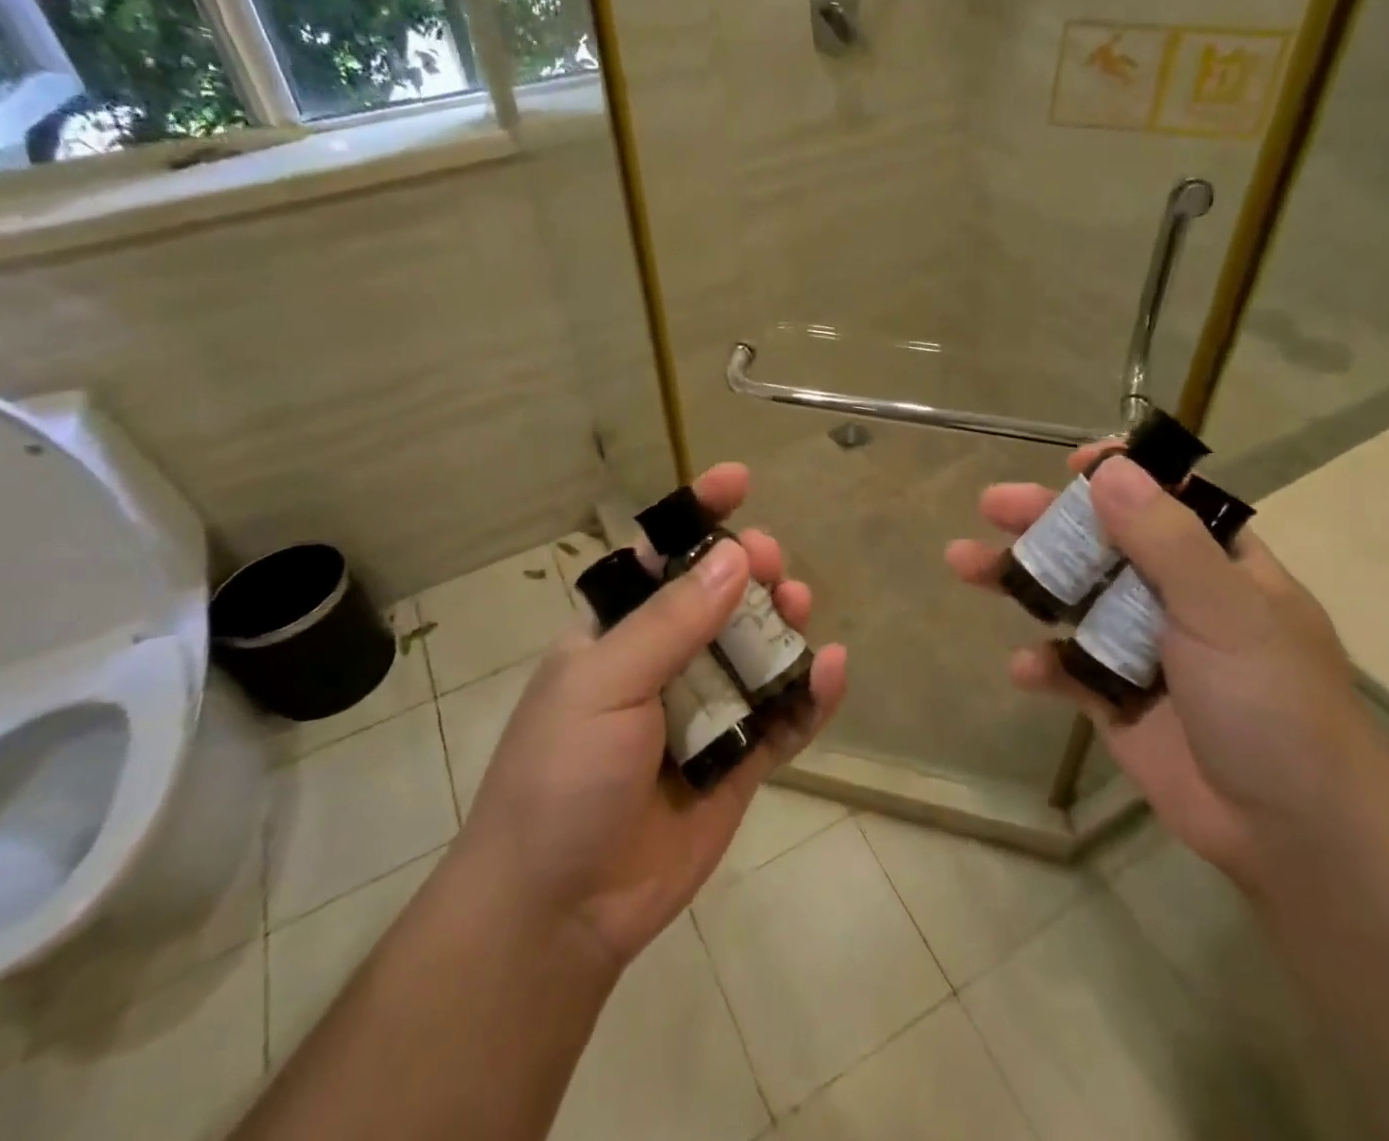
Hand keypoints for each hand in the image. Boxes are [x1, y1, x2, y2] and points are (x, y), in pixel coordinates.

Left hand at [458, 464, 847, 969]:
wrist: (557, 908)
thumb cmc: (561, 775)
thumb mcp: (604, 683)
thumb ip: (673, 622)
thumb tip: (735, 556)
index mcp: (620, 633)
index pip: (662, 556)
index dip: (699, 514)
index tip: (738, 480)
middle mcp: (666, 662)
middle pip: (723, 598)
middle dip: (752, 570)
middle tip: (772, 565)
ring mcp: (707, 711)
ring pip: (760, 651)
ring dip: (785, 624)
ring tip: (799, 609)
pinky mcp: (740, 761)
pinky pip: (785, 718)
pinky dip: (811, 694)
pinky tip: (830, 670)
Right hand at [948, 446, 1385, 887]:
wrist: (1295, 835)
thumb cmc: (1272, 702)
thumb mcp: (1224, 610)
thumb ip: (1164, 539)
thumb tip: (1108, 469)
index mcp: (1217, 565)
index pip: (1164, 500)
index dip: (1119, 476)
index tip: (1072, 466)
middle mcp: (1175, 597)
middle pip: (1099, 544)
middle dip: (1045, 521)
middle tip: (991, 505)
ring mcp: (1141, 649)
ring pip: (1071, 600)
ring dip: (1023, 581)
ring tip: (963, 563)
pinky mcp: (1116, 700)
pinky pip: (1068, 669)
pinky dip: (1044, 665)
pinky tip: (1026, 668)